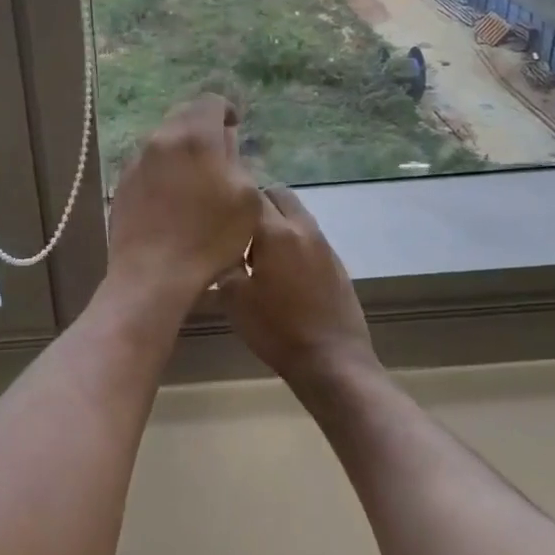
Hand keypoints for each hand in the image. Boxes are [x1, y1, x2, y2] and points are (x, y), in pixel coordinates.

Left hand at [107, 96, 262, 300]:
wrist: (153, 274)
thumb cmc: (209, 237)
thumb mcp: (246, 199)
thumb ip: (237, 161)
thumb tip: (225, 144)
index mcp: (194, 136)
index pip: (210, 101)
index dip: (226, 112)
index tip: (235, 131)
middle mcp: (160, 139)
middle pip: (184, 116)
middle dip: (202, 128)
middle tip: (218, 154)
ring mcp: (136, 161)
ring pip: (163, 140)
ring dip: (181, 150)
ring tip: (195, 179)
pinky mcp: (122, 183)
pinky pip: (147, 164)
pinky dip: (163, 170)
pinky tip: (171, 198)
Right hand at [223, 186, 378, 387]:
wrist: (332, 361)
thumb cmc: (276, 329)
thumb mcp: (234, 298)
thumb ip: (224, 262)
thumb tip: (220, 246)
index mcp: (276, 232)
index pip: (252, 193)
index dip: (232, 199)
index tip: (217, 214)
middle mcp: (303, 229)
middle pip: (279, 194)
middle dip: (259, 203)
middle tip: (240, 232)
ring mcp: (324, 245)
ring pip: (297, 214)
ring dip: (278, 222)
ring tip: (260, 254)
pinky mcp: (336, 264)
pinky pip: (310, 237)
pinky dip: (294, 242)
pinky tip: (283, 273)